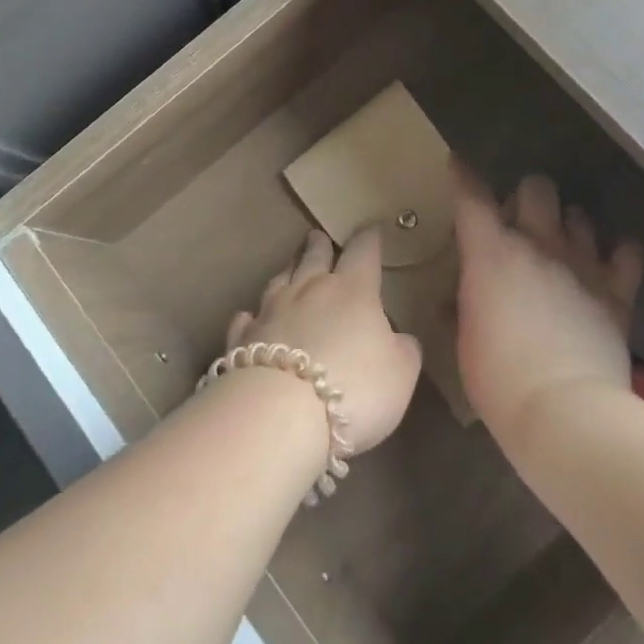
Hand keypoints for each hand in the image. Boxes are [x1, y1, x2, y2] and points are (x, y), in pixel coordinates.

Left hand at [226, 229, 422, 454]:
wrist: (280, 414)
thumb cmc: (355, 387)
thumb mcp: (401, 372)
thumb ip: (403, 349)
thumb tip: (398, 337)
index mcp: (353, 290)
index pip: (363, 253)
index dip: (369, 240)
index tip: (371, 229)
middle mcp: (309, 290)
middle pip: (314, 257)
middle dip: (319, 245)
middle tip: (318, 237)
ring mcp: (270, 312)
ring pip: (279, 281)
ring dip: (287, 271)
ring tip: (290, 267)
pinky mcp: (241, 339)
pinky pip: (247, 319)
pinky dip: (252, 316)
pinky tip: (250, 317)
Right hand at [453, 167, 643, 447]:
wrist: (565, 413)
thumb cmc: (498, 380)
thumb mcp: (465, 342)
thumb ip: (464, 306)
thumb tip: (461, 297)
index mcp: (491, 254)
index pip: (472, 198)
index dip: (463, 176)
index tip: (457, 164)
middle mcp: (538, 244)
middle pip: (537, 188)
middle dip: (526, 197)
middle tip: (520, 223)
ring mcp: (582, 264)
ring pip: (580, 214)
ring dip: (568, 224)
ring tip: (562, 245)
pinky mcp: (617, 290)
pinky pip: (626, 251)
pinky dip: (618, 253)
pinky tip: (610, 264)